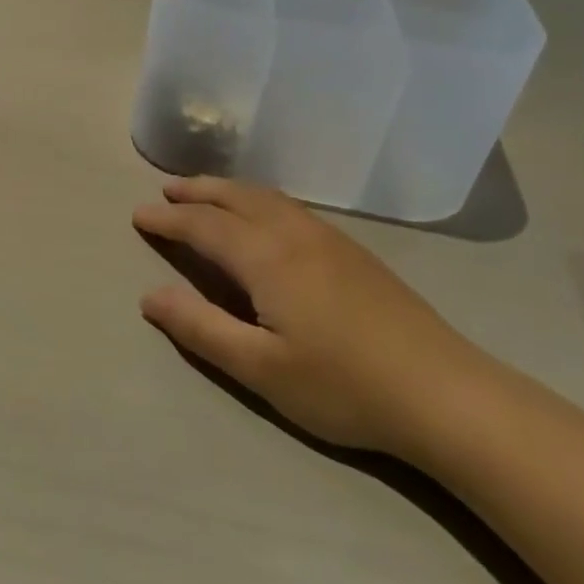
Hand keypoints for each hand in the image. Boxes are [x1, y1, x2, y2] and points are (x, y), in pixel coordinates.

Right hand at [133, 177, 491, 454]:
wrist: (444, 394)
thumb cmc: (342, 385)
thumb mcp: (259, 368)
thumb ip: (200, 328)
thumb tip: (149, 295)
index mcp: (268, 257)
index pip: (205, 225)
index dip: (169, 219)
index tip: (139, 215)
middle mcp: (295, 234)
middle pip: (237, 197)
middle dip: (198, 191)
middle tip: (167, 189)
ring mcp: (330, 240)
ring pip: (268, 198)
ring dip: (230, 190)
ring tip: (207, 194)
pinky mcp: (354, 253)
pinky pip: (291, 208)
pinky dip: (260, 200)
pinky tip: (265, 217)